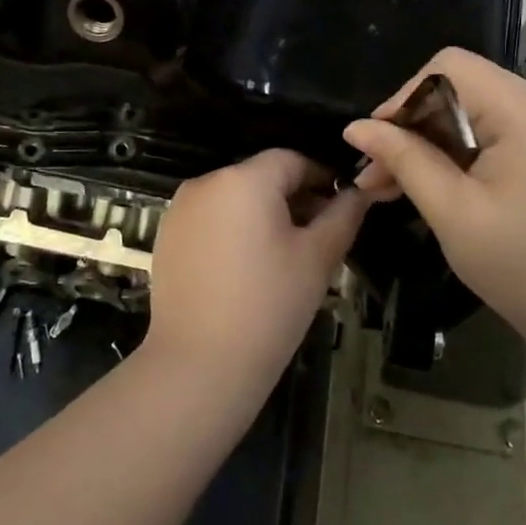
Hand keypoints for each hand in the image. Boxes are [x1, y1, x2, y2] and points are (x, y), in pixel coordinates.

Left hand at [144, 150, 368, 399]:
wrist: (200, 364)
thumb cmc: (269, 305)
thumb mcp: (317, 258)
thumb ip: (343, 216)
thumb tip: (359, 192)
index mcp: (244, 179)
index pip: (291, 160)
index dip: (320, 178)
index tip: (340, 207)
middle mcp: (206, 182)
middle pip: (260, 177)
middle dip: (293, 199)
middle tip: (318, 237)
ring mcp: (180, 210)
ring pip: (234, 199)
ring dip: (262, 215)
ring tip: (284, 257)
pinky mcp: (166, 237)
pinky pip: (210, 220)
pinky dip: (232, 231)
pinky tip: (246, 270)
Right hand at [344, 48, 525, 358]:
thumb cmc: (522, 270)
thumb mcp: (453, 214)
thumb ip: (405, 160)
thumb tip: (356, 128)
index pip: (450, 67)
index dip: (405, 96)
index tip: (379, 143)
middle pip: (462, 85)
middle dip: (414, 123)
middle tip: (378, 172)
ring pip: (475, 108)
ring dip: (433, 139)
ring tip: (394, 183)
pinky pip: (497, 129)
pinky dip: (462, 149)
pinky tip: (435, 182)